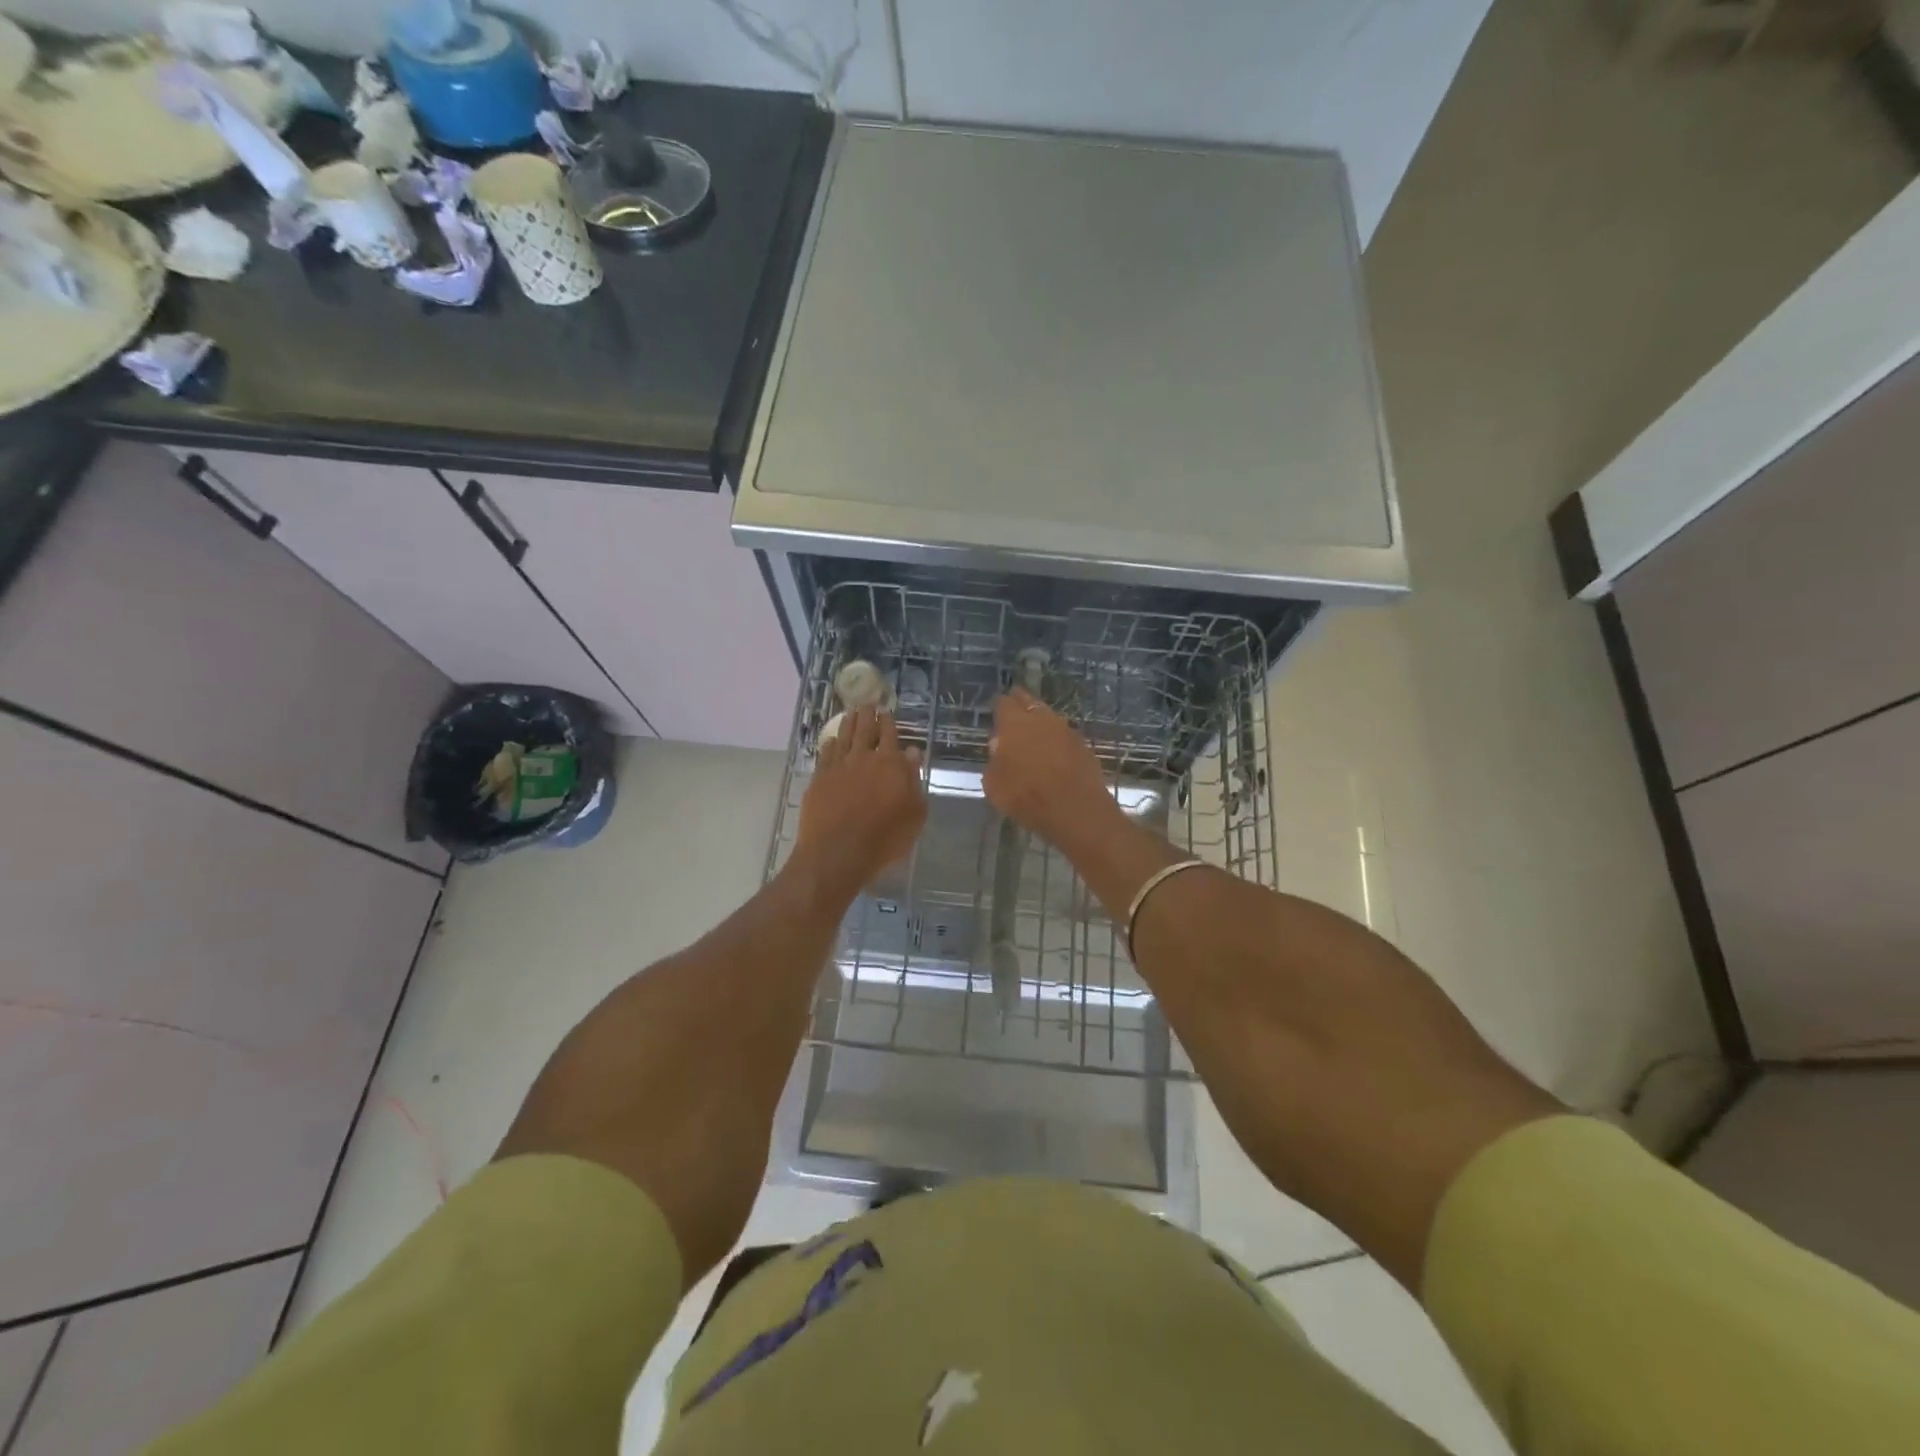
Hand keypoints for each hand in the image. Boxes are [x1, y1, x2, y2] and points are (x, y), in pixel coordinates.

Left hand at [794, 705, 927, 896]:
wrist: (838, 852)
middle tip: (867, 704)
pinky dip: (830, 744)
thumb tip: (912, 753)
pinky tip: (831, 741)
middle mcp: (863, 758)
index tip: (886, 711)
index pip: (890, 735)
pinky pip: (825, 754)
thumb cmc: (884, 838)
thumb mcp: (914, 813)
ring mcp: (838, 766)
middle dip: (867, 715)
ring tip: (850, 713)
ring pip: (844, 737)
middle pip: (865, 729)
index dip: (888, 722)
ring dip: (848, 723)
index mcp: (890, 764)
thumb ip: (913, 780)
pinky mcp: (819, 779)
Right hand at [984, 688, 1122, 848]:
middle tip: (1013, 717)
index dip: (998, 707)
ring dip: (1040, 724)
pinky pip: (1063, 737)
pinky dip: (1056, 742)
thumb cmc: (1026, 796)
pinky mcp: (1083, 745)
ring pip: (1048, 718)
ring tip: (1033, 738)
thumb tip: (1000, 750)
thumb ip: (994, 761)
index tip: (995, 714)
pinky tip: (1052, 755)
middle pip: (1028, 702)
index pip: (1003, 702)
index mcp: (1014, 723)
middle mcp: (1041, 718)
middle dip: (1020, 705)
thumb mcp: (993, 784)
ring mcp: (1066, 730)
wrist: (1076, 810)